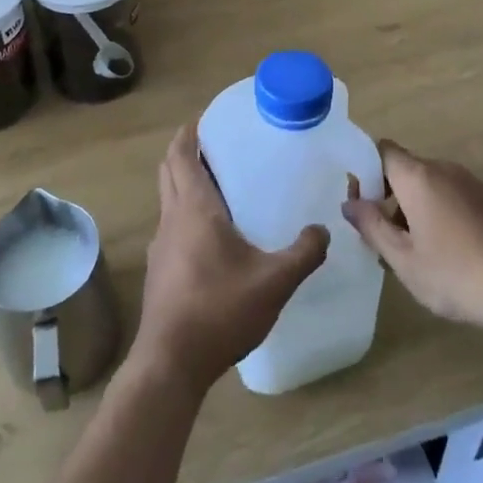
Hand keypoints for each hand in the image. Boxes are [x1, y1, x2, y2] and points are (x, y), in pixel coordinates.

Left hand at [133, 125, 328, 395]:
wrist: (171, 363)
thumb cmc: (220, 310)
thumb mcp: (274, 282)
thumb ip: (303, 253)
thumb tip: (323, 230)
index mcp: (194, 209)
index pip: (181, 155)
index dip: (189, 133)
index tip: (206, 119)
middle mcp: (171, 219)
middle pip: (169, 171)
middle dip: (186, 153)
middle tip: (218, 147)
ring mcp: (160, 246)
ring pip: (168, 200)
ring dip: (185, 185)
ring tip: (221, 188)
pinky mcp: (159, 271)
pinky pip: (171, 227)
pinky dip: (186, 215)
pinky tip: (213, 238)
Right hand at [342, 140, 482, 340]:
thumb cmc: (459, 276)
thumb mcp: (403, 259)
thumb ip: (372, 226)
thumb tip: (350, 202)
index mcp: (419, 176)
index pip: (381, 150)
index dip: (363, 170)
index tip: (358, 204)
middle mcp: (444, 169)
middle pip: (403, 169)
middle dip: (385, 196)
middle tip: (379, 238)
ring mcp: (472, 184)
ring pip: (427, 186)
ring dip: (411, 209)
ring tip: (411, 254)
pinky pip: (450, 197)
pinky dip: (436, 215)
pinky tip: (444, 256)